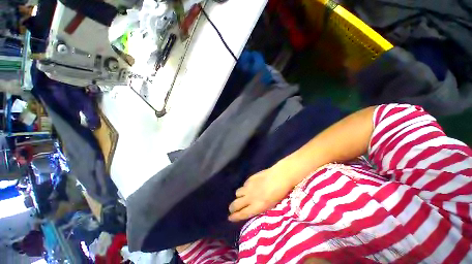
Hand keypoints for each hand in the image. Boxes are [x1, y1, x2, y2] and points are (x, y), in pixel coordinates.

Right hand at [228, 168, 293, 221]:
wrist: (279, 177)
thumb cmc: (279, 193)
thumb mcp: (270, 205)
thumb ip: (259, 206)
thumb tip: (252, 207)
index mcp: (256, 206)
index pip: (242, 213)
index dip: (235, 216)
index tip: (230, 217)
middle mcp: (250, 197)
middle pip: (235, 204)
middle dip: (232, 207)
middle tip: (232, 209)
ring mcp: (248, 187)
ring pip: (237, 193)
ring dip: (239, 196)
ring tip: (242, 196)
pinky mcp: (250, 179)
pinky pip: (244, 185)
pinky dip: (245, 188)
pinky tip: (250, 186)